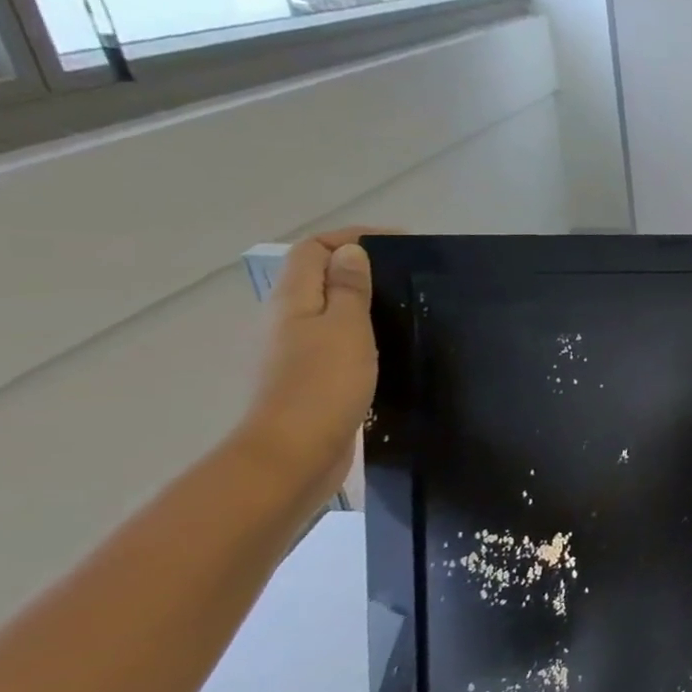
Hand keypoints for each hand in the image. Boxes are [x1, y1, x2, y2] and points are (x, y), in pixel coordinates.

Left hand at [234, 228, 384, 506]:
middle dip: (358, 268)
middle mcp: (284, 320)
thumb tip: (350, 252)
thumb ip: (350, 288)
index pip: (313, 249)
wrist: (293, 453)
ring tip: (402, 309)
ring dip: (360, 302)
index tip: (400, 243)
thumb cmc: (322, 384)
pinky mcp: (307, 378)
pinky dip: (359, 333)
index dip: (351, 238)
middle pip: (317, 278)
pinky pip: (334, 340)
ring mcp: (292, 351)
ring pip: (326, 310)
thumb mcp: (346, 328)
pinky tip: (385, 348)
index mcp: (292, 301)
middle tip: (406, 276)